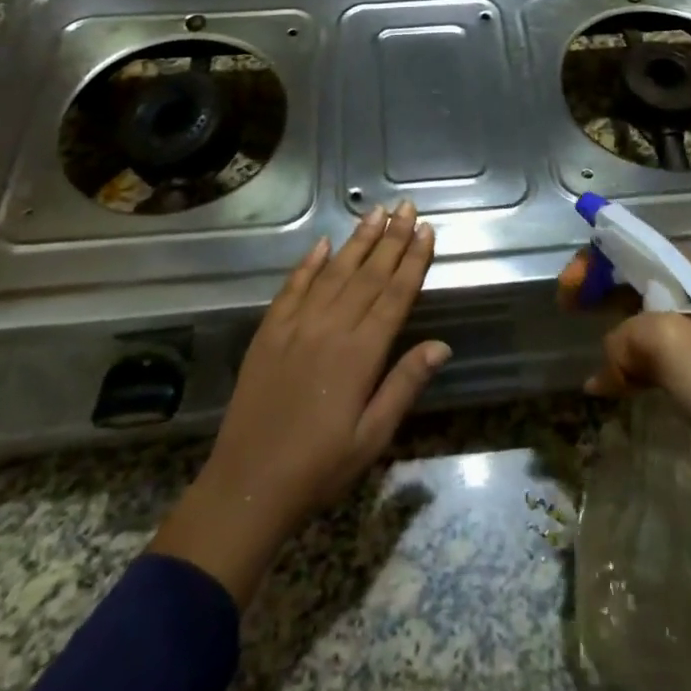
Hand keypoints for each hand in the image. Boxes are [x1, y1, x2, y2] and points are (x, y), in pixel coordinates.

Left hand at [149, 202, 446, 604]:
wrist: (248, 484)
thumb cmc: (320, 467)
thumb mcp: (373, 436)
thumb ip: (404, 384)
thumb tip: (441, 344)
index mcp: (361, 353)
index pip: (395, 295)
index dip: (413, 260)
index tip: (426, 231)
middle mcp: (331, 328)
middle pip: (368, 274)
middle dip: (391, 238)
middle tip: (407, 207)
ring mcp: (296, 325)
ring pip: (334, 272)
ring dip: (357, 241)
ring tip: (375, 213)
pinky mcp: (269, 331)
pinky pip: (292, 286)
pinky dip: (309, 263)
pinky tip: (323, 244)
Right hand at [557, 250, 690, 482]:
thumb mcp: (662, 341)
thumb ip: (621, 338)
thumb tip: (611, 365)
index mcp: (689, 271)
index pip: (630, 245)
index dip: (593, 260)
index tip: (568, 289)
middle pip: (629, 275)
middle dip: (595, 288)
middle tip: (566, 306)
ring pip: (635, 315)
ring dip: (609, 331)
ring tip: (591, 352)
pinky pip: (647, 350)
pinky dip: (624, 362)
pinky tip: (605, 386)